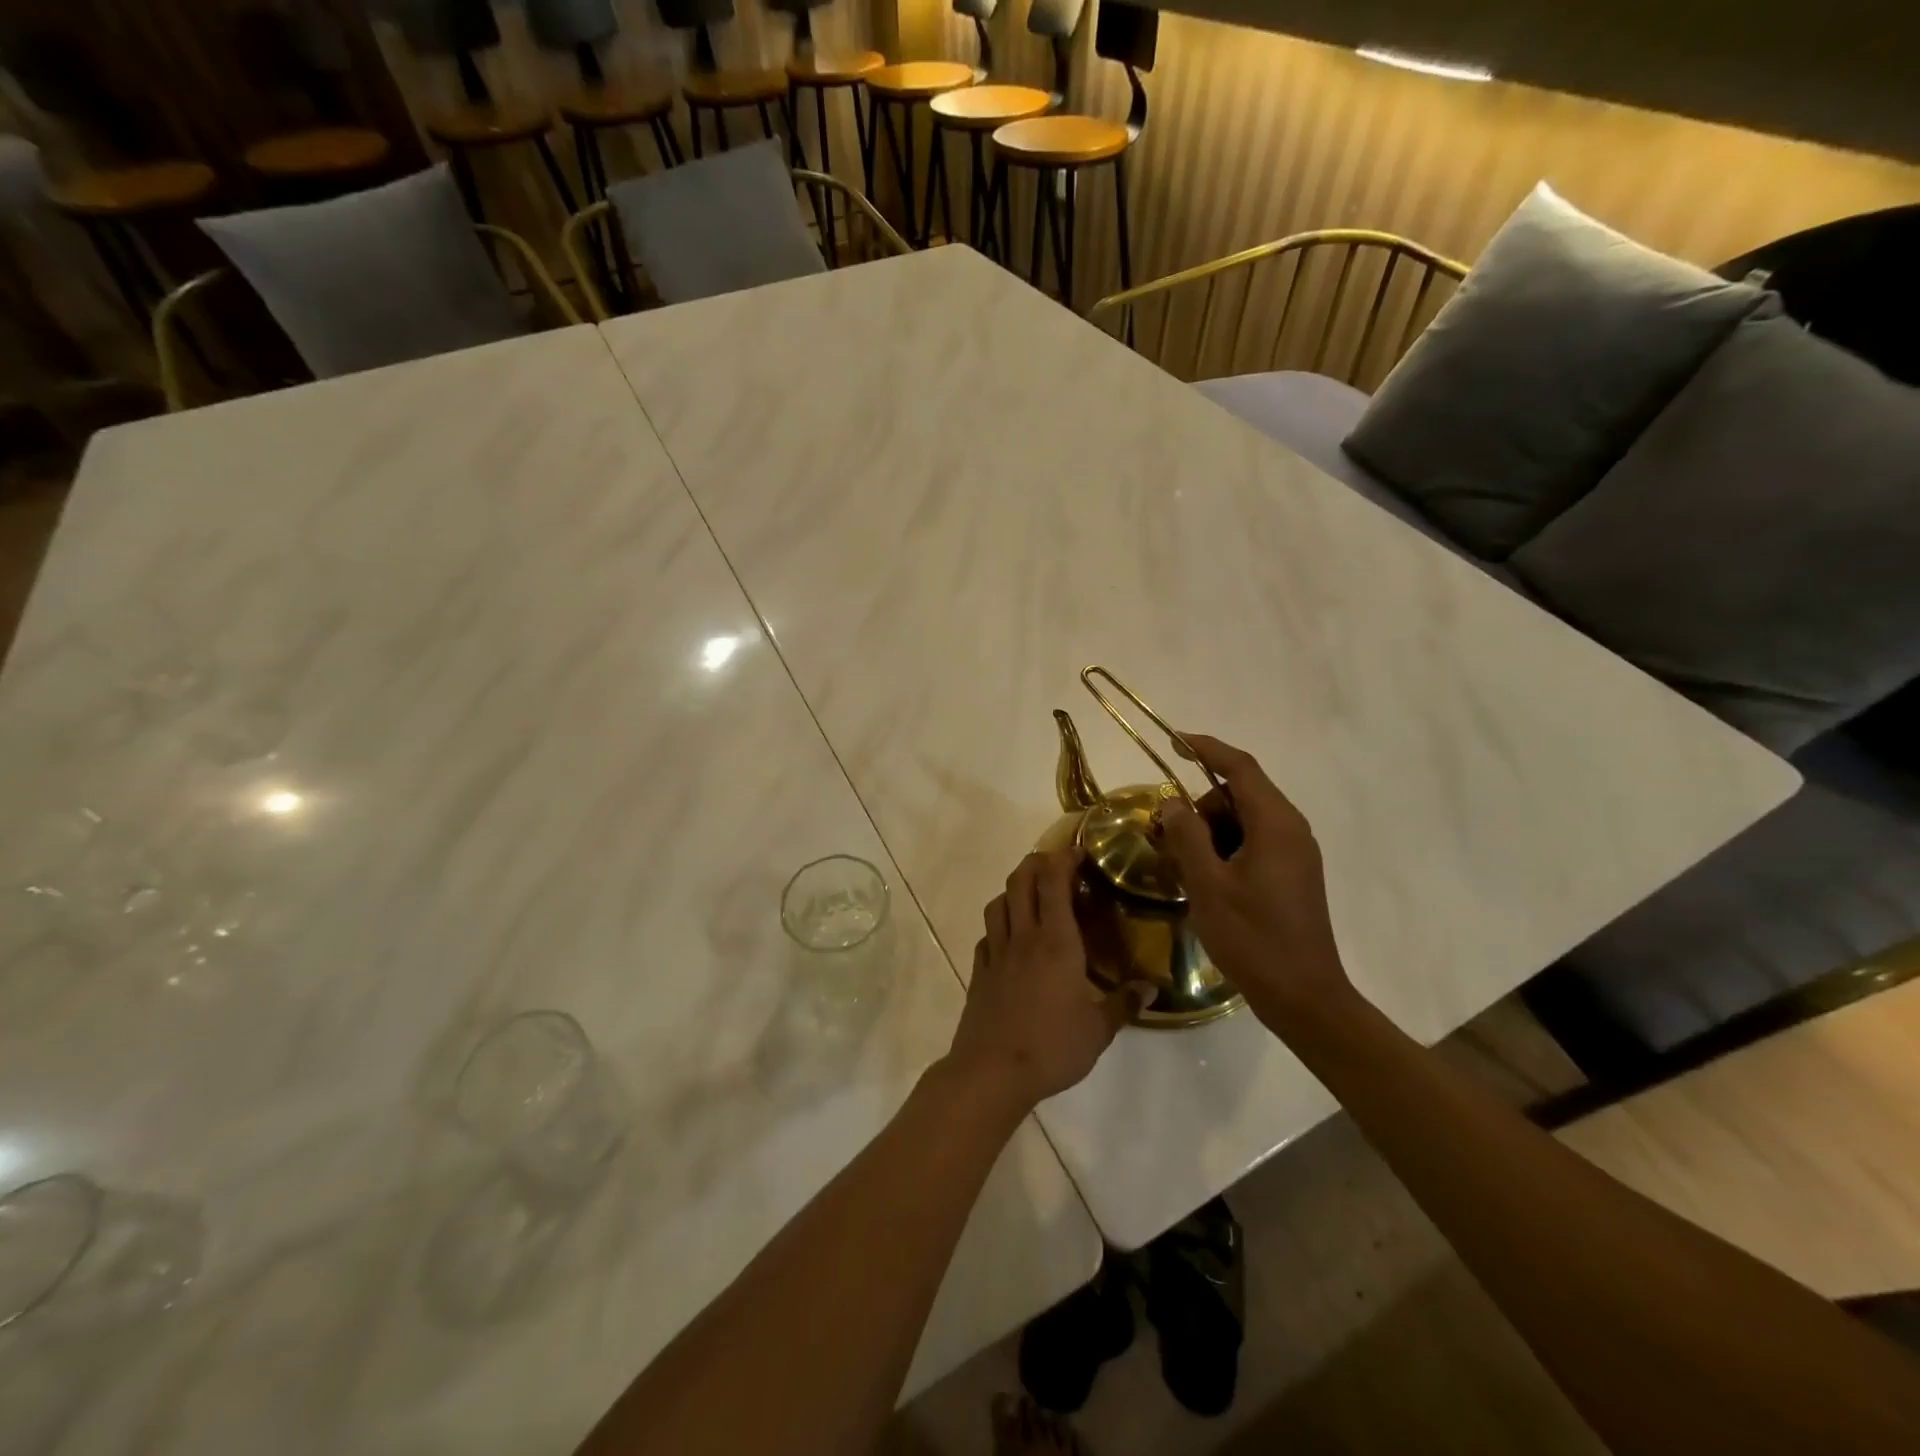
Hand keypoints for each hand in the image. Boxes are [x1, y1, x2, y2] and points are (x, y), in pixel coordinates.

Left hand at [944, 850, 1151, 1110]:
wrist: (992, 1071)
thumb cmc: (1051, 1047)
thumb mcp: (1098, 1030)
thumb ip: (1124, 1004)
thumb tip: (1152, 988)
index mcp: (1055, 941)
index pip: (1053, 882)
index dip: (1063, 859)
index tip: (1079, 852)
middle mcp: (1023, 936)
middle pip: (1021, 881)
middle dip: (1037, 863)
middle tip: (1057, 865)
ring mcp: (996, 952)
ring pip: (999, 902)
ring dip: (1014, 889)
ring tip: (1032, 895)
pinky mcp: (980, 971)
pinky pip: (987, 934)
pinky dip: (999, 924)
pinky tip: (1010, 938)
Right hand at [1155, 733, 1356, 1030]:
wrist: (1304, 997)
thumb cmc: (1253, 938)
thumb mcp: (1208, 885)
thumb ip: (1187, 836)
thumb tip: (1172, 803)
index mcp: (1275, 824)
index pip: (1240, 768)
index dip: (1206, 749)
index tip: (1173, 740)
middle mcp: (1291, 830)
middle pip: (1240, 794)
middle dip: (1199, 805)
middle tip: (1165, 834)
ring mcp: (1295, 853)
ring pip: (1244, 820)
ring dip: (1209, 831)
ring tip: (1182, 865)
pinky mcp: (1293, 874)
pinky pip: (1253, 843)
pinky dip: (1224, 848)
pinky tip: (1205, 879)